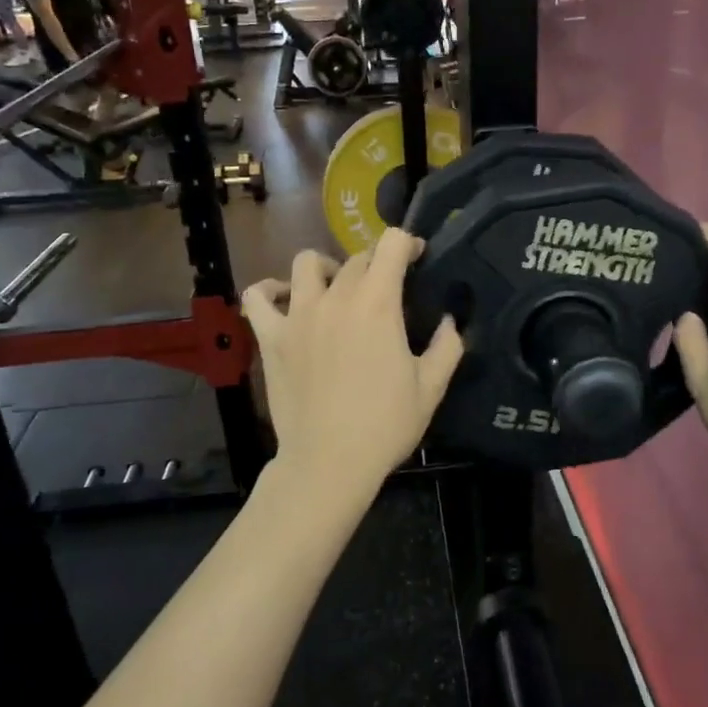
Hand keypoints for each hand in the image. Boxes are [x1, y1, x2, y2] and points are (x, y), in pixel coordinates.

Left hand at [244, 230, 464, 498]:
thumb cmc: (385, 426)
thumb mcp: (431, 388)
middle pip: (356, 258)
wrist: (329, 462)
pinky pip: (258, 297)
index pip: (391, 244)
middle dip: (377, 265)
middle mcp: (336, 298)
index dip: (408, 244)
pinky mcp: (271, 337)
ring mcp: (298, 315)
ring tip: (336, 289)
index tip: (417, 258)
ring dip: (327, 268)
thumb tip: (449, 320)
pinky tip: (285, 298)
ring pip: (307, 263)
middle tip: (386, 291)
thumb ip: (447, 346)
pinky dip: (270, 290)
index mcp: (378, 304)